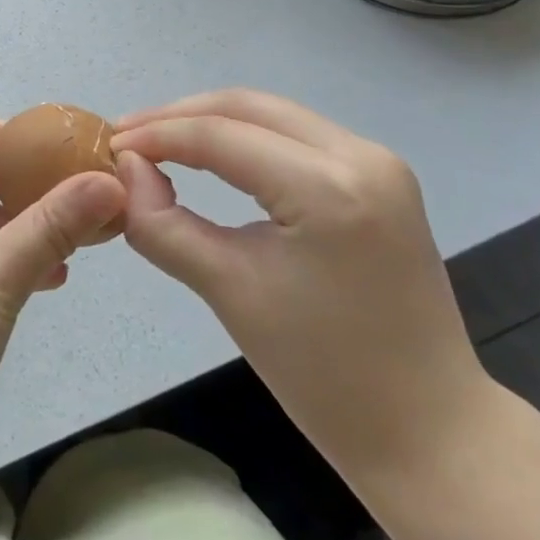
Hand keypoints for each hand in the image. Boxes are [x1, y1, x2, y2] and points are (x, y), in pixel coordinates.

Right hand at [112, 90, 493, 481]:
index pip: (220, 136)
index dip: (156, 136)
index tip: (108, 147)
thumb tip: (125, 171)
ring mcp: (377, 161)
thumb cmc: (325, 375)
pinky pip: (295, 135)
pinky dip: (245, 137)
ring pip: (271, 114)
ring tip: (157, 142)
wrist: (431, 434)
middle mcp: (361, 155)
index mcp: (329, 188)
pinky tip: (211, 154)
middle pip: (247, 106)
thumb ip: (163, 223)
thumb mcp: (228, 292)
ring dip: (211, 121)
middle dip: (178, 116)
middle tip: (127, 137)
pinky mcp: (379, 177)